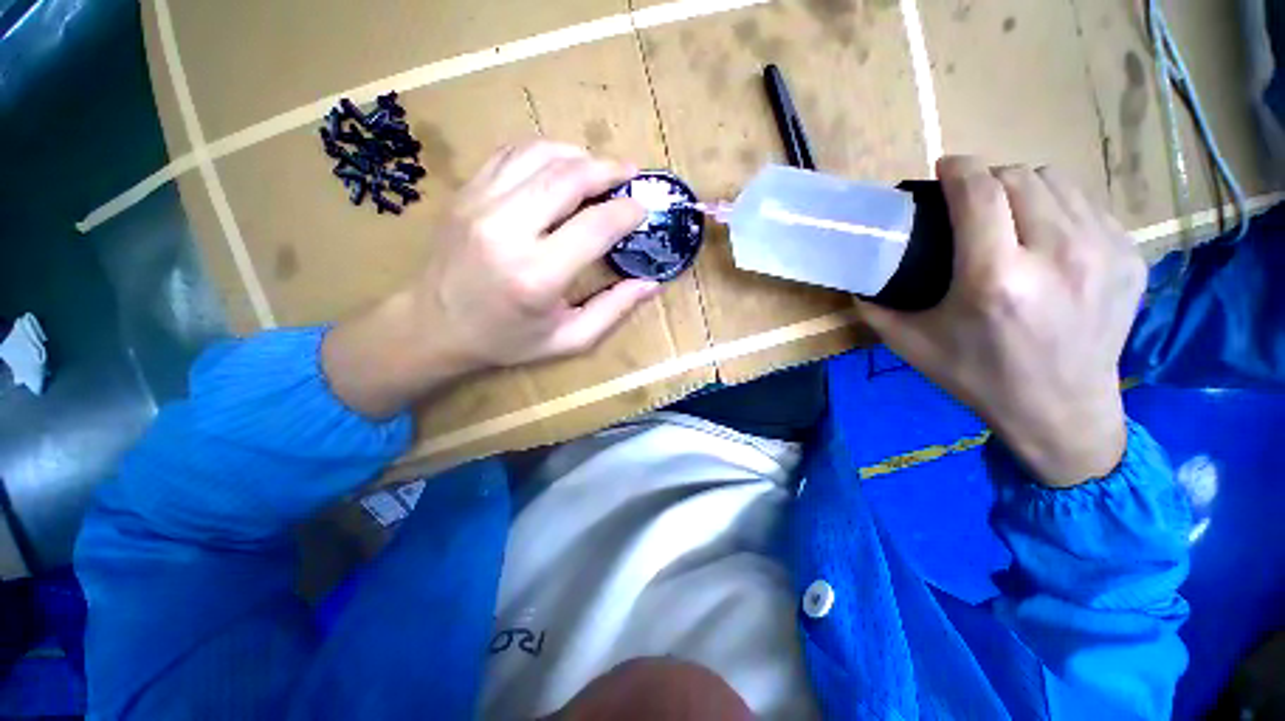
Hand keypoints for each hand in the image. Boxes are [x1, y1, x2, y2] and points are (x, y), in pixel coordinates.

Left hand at [323, 141, 658, 418]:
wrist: (433, 326)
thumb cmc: (506, 340)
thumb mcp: (568, 339)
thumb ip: (613, 311)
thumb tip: (651, 284)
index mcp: (538, 276)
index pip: (595, 226)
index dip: (627, 212)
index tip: (643, 209)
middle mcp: (507, 231)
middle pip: (569, 177)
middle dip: (608, 170)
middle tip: (631, 175)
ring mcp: (480, 205)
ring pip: (540, 155)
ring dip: (579, 156)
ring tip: (599, 169)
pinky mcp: (466, 193)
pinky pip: (511, 154)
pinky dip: (544, 153)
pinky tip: (560, 167)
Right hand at [857, 157, 1145, 487]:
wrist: (1061, 411)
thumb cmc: (978, 377)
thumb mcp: (912, 345)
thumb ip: (877, 307)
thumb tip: (858, 278)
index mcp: (996, 279)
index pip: (980, 192)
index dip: (959, 168)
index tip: (944, 168)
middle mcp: (1056, 255)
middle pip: (1019, 177)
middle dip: (988, 178)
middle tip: (971, 201)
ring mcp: (1103, 252)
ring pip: (1057, 182)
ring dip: (1024, 187)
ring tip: (1009, 214)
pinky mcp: (1130, 257)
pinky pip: (1087, 205)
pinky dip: (1059, 208)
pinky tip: (1046, 237)